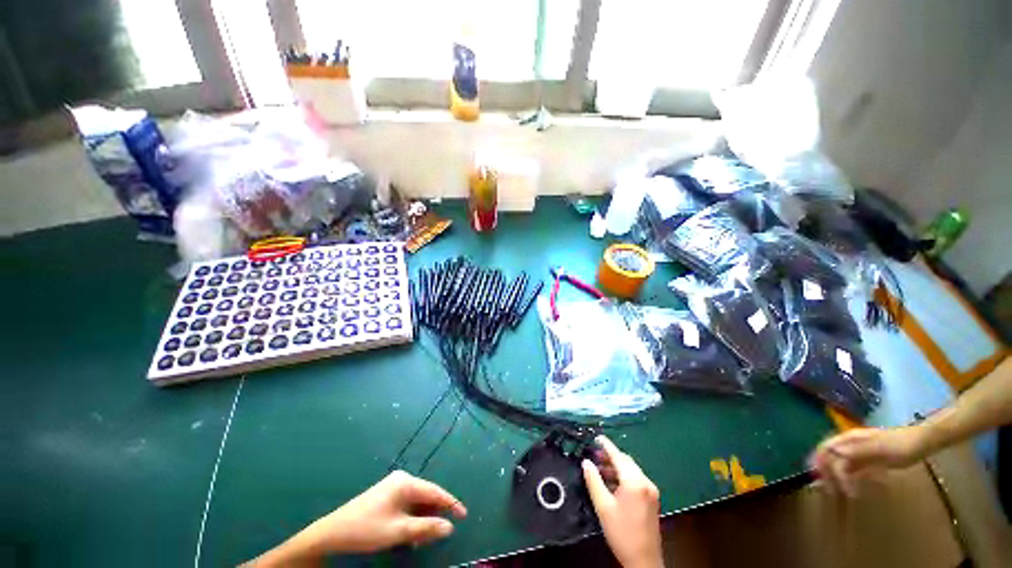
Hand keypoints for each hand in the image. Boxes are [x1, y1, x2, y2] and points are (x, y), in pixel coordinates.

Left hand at [247, 471, 466, 565]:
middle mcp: (401, 480)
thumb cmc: (367, 529)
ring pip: (416, 503)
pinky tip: (410, 535)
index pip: (435, 491)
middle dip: (434, 516)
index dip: (451, 503)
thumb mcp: (398, 532)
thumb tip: (450, 527)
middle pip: (426, 497)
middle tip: (440, 534)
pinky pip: (406, 506)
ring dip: (422, 520)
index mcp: (406, 482)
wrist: (331, 533)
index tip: (464, 515)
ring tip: (424, 540)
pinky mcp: (386, 496)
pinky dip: (411, 520)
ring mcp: (392, 487)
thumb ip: (426, 528)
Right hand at [582, 436, 662, 567]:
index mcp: (635, 482)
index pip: (618, 456)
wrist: (644, 561)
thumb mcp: (603, 506)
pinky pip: (636, 479)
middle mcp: (646, 482)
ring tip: (599, 469)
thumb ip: (593, 481)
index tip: (596, 437)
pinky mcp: (652, 499)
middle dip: (610, 456)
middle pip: (626, 461)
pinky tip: (611, 483)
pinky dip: (623, 476)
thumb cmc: (622, 533)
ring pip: (631, 470)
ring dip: (616, 467)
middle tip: (594, 456)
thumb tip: (586, 462)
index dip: (606, 445)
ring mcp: (651, 491)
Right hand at [809, 426, 926, 496]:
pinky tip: (858, 491)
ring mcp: (860, 454)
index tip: (825, 480)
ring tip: (844, 494)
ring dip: (839, 480)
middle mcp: (850, 445)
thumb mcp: (881, 447)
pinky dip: (853, 481)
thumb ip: (858, 449)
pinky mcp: (869, 463)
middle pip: (831, 458)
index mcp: (849, 439)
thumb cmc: (901, 443)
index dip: (821, 462)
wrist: (922, 443)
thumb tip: (834, 451)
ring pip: (841, 466)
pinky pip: (855, 472)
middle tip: (832, 492)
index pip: (826, 448)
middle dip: (828, 474)